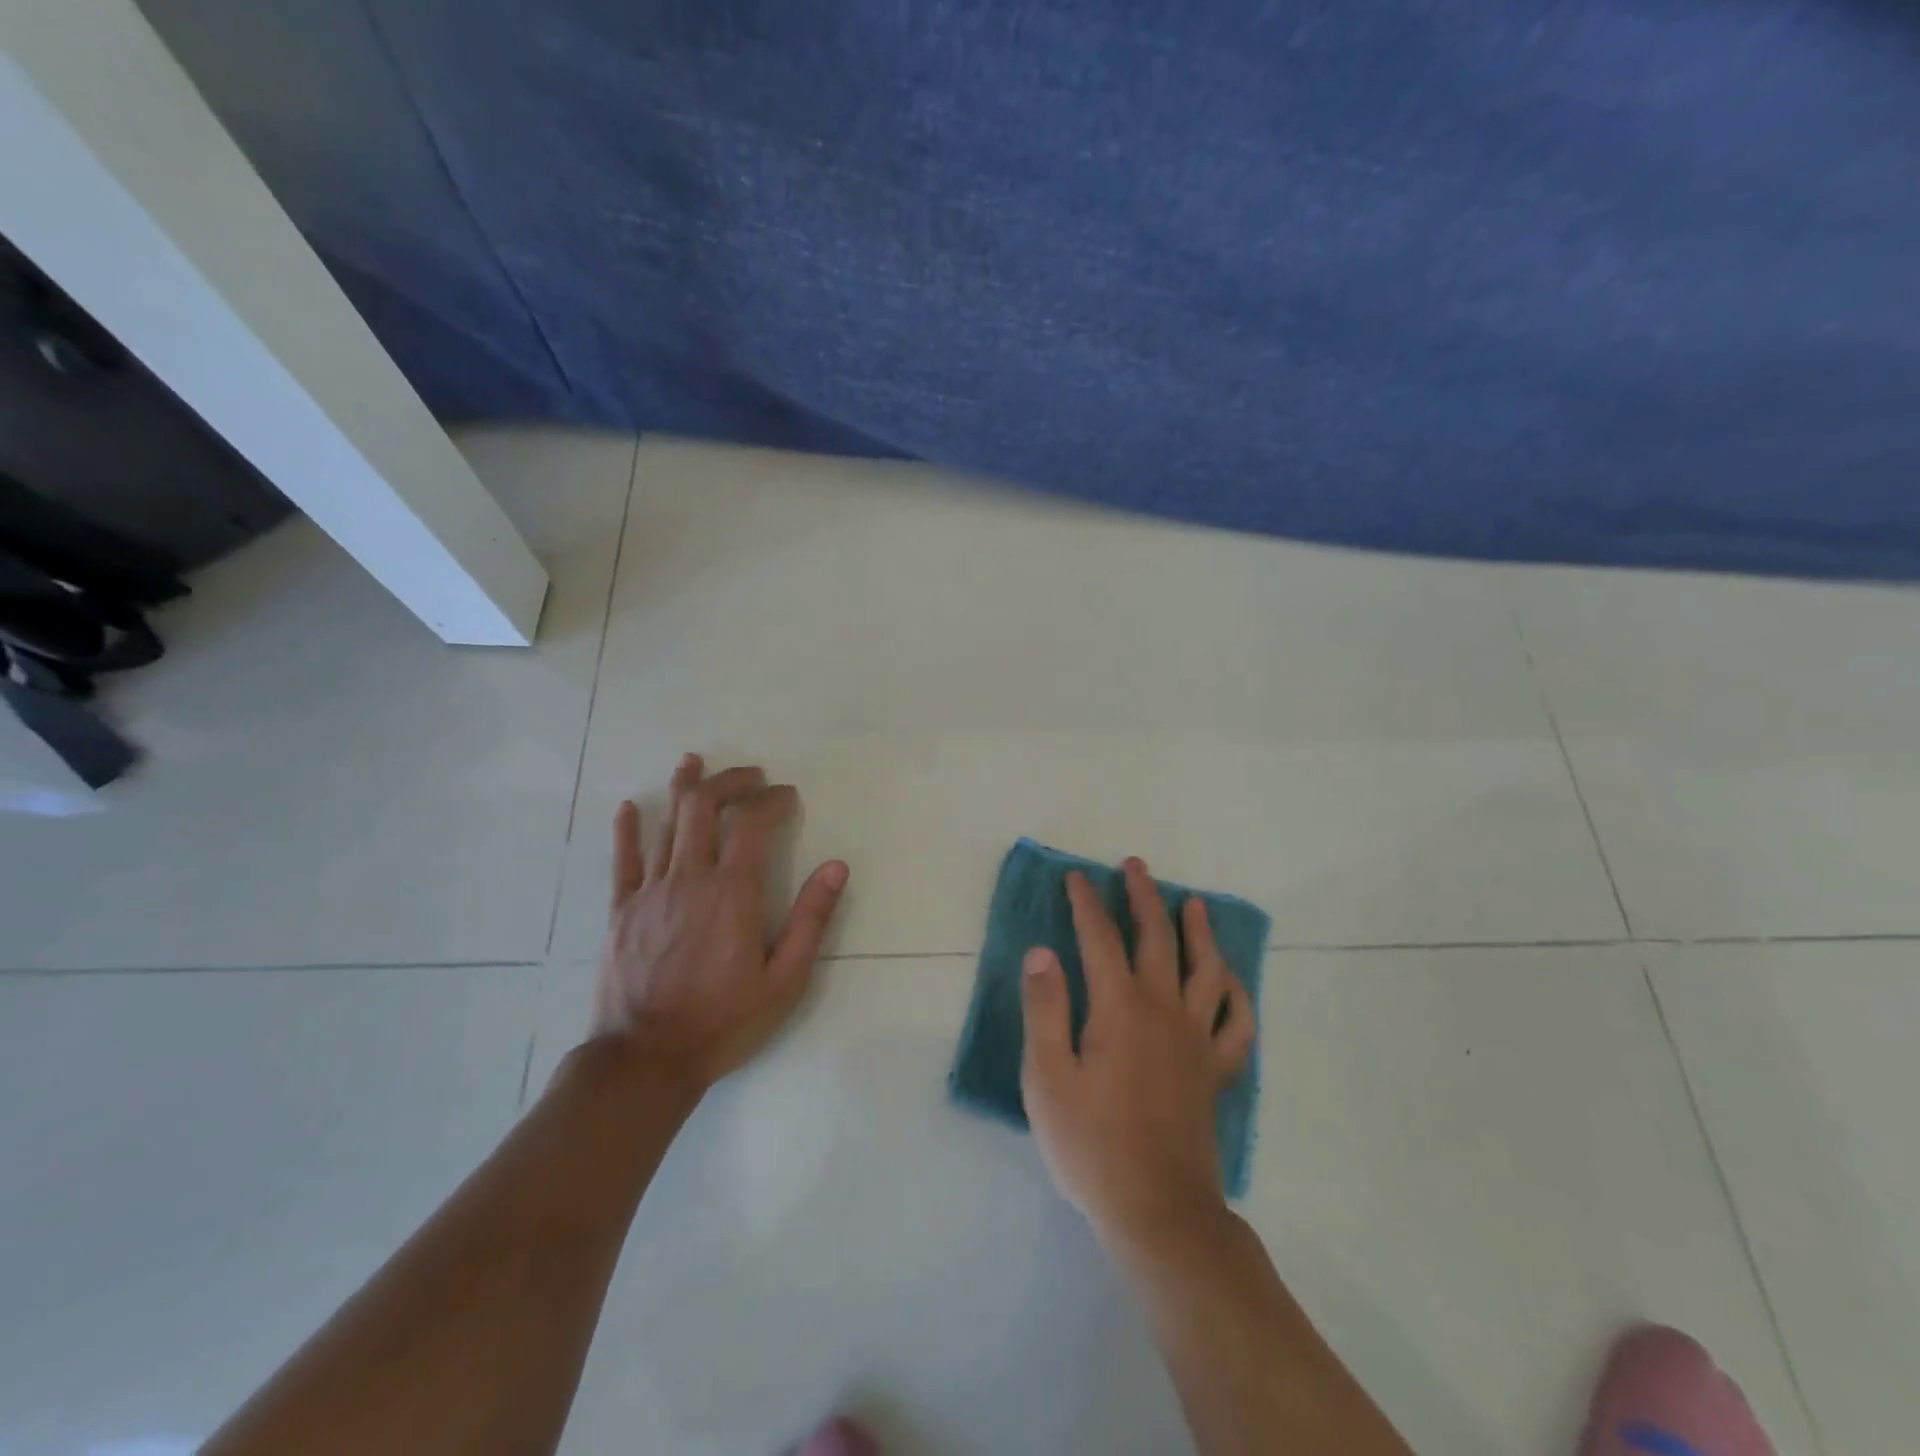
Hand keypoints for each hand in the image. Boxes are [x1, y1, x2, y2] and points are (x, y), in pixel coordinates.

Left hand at [591, 754, 848, 1094]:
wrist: (645, 1061)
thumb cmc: (722, 1022)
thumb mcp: (784, 980)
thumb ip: (810, 920)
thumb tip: (836, 867)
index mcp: (732, 893)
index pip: (753, 824)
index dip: (773, 801)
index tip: (789, 796)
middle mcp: (689, 879)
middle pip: (703, 807)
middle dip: (730, 782)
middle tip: (752, 776)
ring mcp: (649, 892)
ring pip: (665, 823)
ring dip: (684, 788)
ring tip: (695, 762)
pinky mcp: (620, 910)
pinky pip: (623, 860)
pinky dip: (628, 829)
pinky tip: (630, 806)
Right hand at [1020, 860, 1255, 1248]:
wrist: (1158, 1210)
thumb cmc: (1091, 1145)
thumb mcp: (1048, 1078)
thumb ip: (1046, 1009)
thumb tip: (1042, 952)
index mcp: (1119, 1007)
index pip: (1099, 938)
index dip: (1086, 903)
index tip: (1077, 877)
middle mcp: (1163, 1009)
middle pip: (1158, 938)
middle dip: (1144, 897)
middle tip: (1136, 867)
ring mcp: (1196, 1039)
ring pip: (1206, 970)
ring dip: (1199, 932)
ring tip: (1193, 904)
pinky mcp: (1214, 1070)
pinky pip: (1237, 1023)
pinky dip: (1237, 996)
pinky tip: (1231, 981)